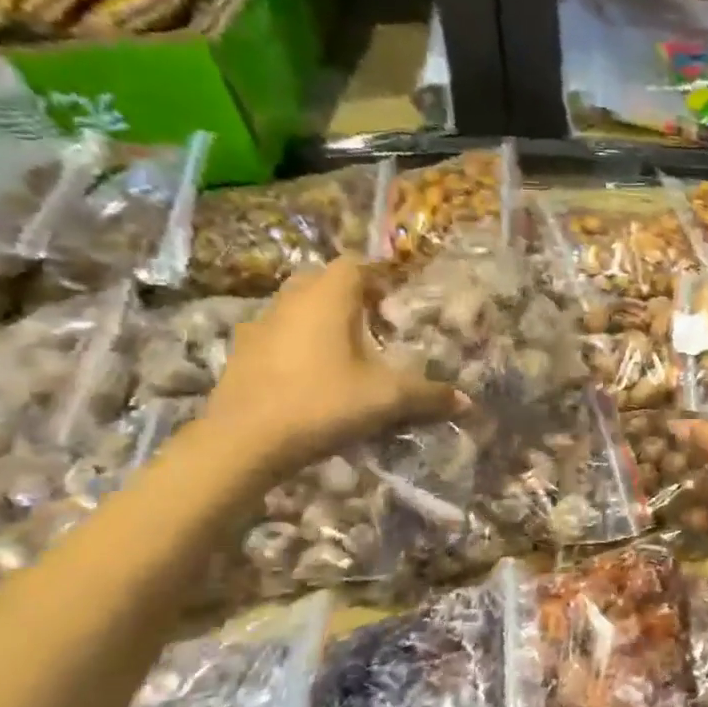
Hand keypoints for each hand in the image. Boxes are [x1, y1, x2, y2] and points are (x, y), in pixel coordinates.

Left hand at [201, 256, 463, 470]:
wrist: (243, 441)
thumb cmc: (322, 403)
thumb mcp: (386, 400)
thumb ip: (428, 395)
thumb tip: (466, 401)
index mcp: (327, 298)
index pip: (355, 265)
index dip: (379, 276)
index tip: (397, 298)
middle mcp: (291, 300)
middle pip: (322, 281)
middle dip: (349, 295)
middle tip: (374, 323)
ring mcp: (259, 325)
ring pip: (295, 307)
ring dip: (319, 320)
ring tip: (344, 351)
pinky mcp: (241, 354)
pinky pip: (276, 335)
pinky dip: (296, 344)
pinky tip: (310, 375)